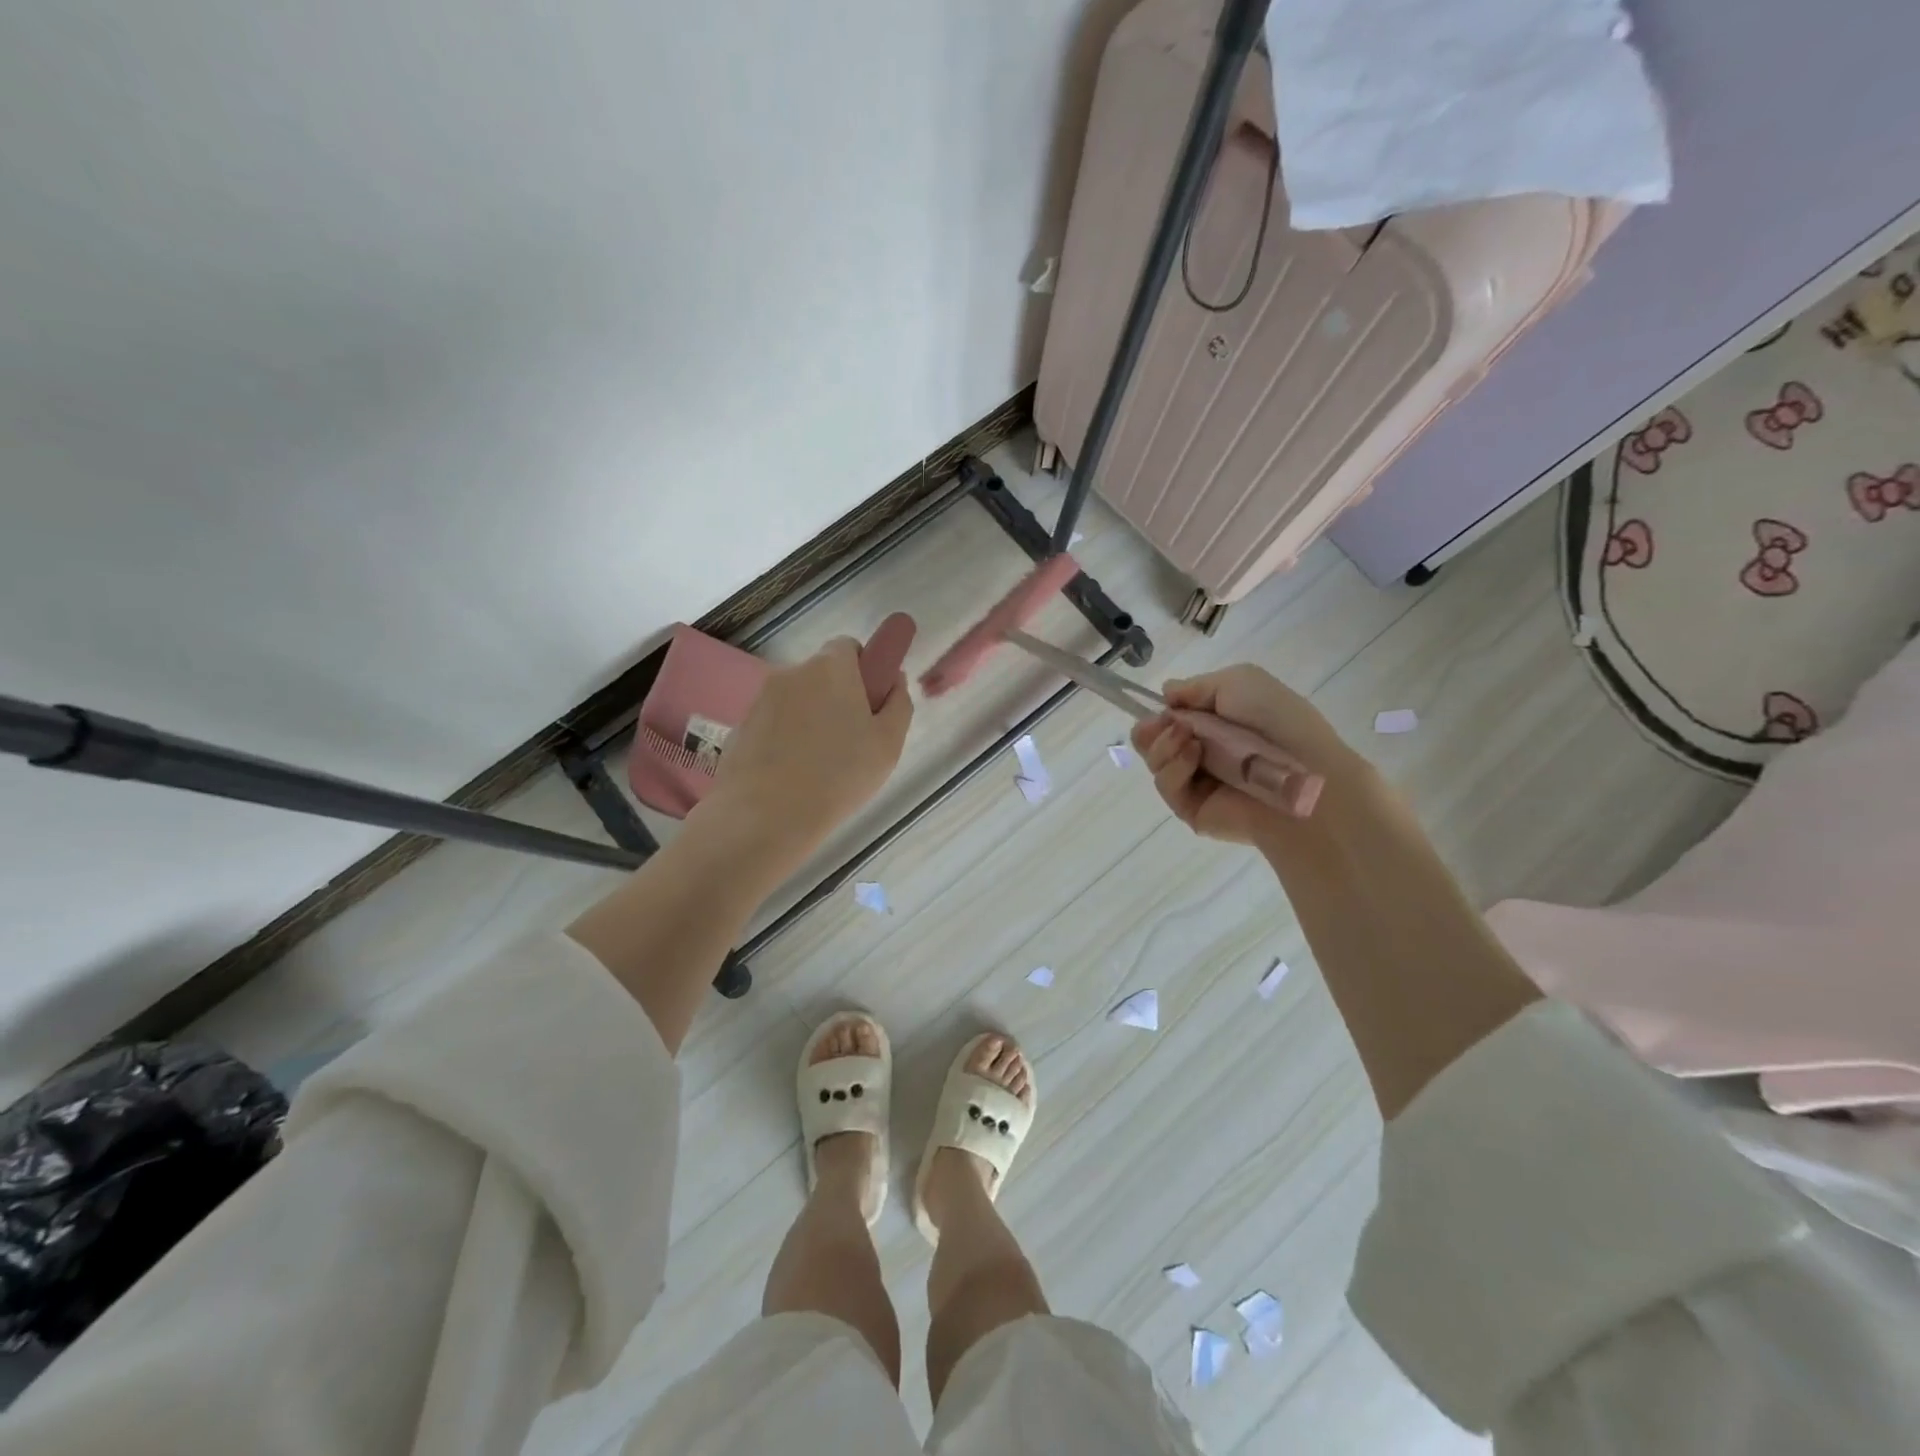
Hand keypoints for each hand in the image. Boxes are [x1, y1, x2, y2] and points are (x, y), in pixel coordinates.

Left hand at [694, 636, 912, 875]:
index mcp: (831, 668)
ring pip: (797, 700)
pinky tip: (792, 774)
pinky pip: (773, 723)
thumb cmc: (839, 776)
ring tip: (820, 765)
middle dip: (837, 697)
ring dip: (810, 719)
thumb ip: (898, 703)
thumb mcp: (888, 743)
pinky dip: (784, 738)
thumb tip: (893, 679)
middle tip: (851, 740)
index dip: (863, 670)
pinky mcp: (740, 726)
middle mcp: (792, 673)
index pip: (848, 647)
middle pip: (822, 675)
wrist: (766, 816)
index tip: (870, 704)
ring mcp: (761, 699)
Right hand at [1131, 665, 1364, 847]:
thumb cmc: (1278, 722)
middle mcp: (1206, 754)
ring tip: (1186, 739)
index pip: (1174, 719)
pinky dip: (1172, 767)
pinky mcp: (1192, 810)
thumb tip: (1166, 694)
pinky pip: (1167, 786)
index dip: (1161, 711)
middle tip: (1159, 725)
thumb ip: (1197, 686)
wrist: (1305, 775)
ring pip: (1156, 762)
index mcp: (1219, 725)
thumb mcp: (1240, 681)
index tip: (1160, 707)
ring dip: (1163, 745)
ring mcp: (1198, 783)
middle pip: (1155, 742)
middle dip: (1150, 729)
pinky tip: (1192, 757)